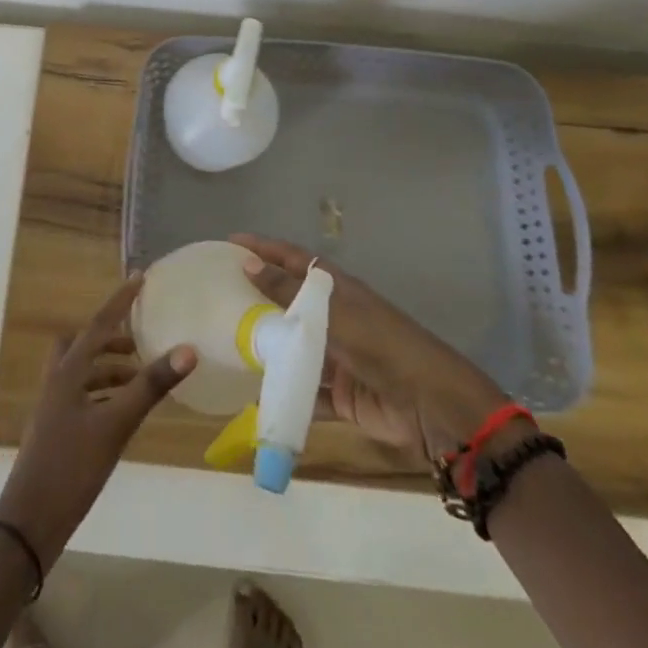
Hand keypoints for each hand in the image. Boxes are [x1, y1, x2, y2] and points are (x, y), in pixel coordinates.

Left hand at [0, 277, 194, 568]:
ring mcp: (53, 408)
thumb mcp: (116, 425)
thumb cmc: (71, 466)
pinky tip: (122, 414)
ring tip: (139, 380)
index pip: (99, 324)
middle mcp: (58, 381)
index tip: (140, 278)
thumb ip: (151, 387)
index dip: (120, 301)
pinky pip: (82, 398)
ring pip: (82, 373)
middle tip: (139, 344)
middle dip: (111, 339)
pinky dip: (103, 395)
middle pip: (84, 345)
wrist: (28, 523)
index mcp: (68, 371)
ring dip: (108, 369)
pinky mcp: (56, 432)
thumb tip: (188, 349)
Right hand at [230, 234, 510, 463]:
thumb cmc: (381, 345)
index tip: (230, 242)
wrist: (429, 405)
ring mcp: (337, 356)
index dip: (263, 248)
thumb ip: (289, 292)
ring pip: (294, 347)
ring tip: (227, 345)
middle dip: (258, 298)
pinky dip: (284, 395)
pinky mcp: (340, 395)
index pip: (292, 259)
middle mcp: (334, 317)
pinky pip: (304, 391)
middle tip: (218, 296)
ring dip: (268, 347)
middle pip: (289, 302)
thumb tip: (247, 264)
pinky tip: (255, 398)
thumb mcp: (332, 313)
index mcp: (336, 289)